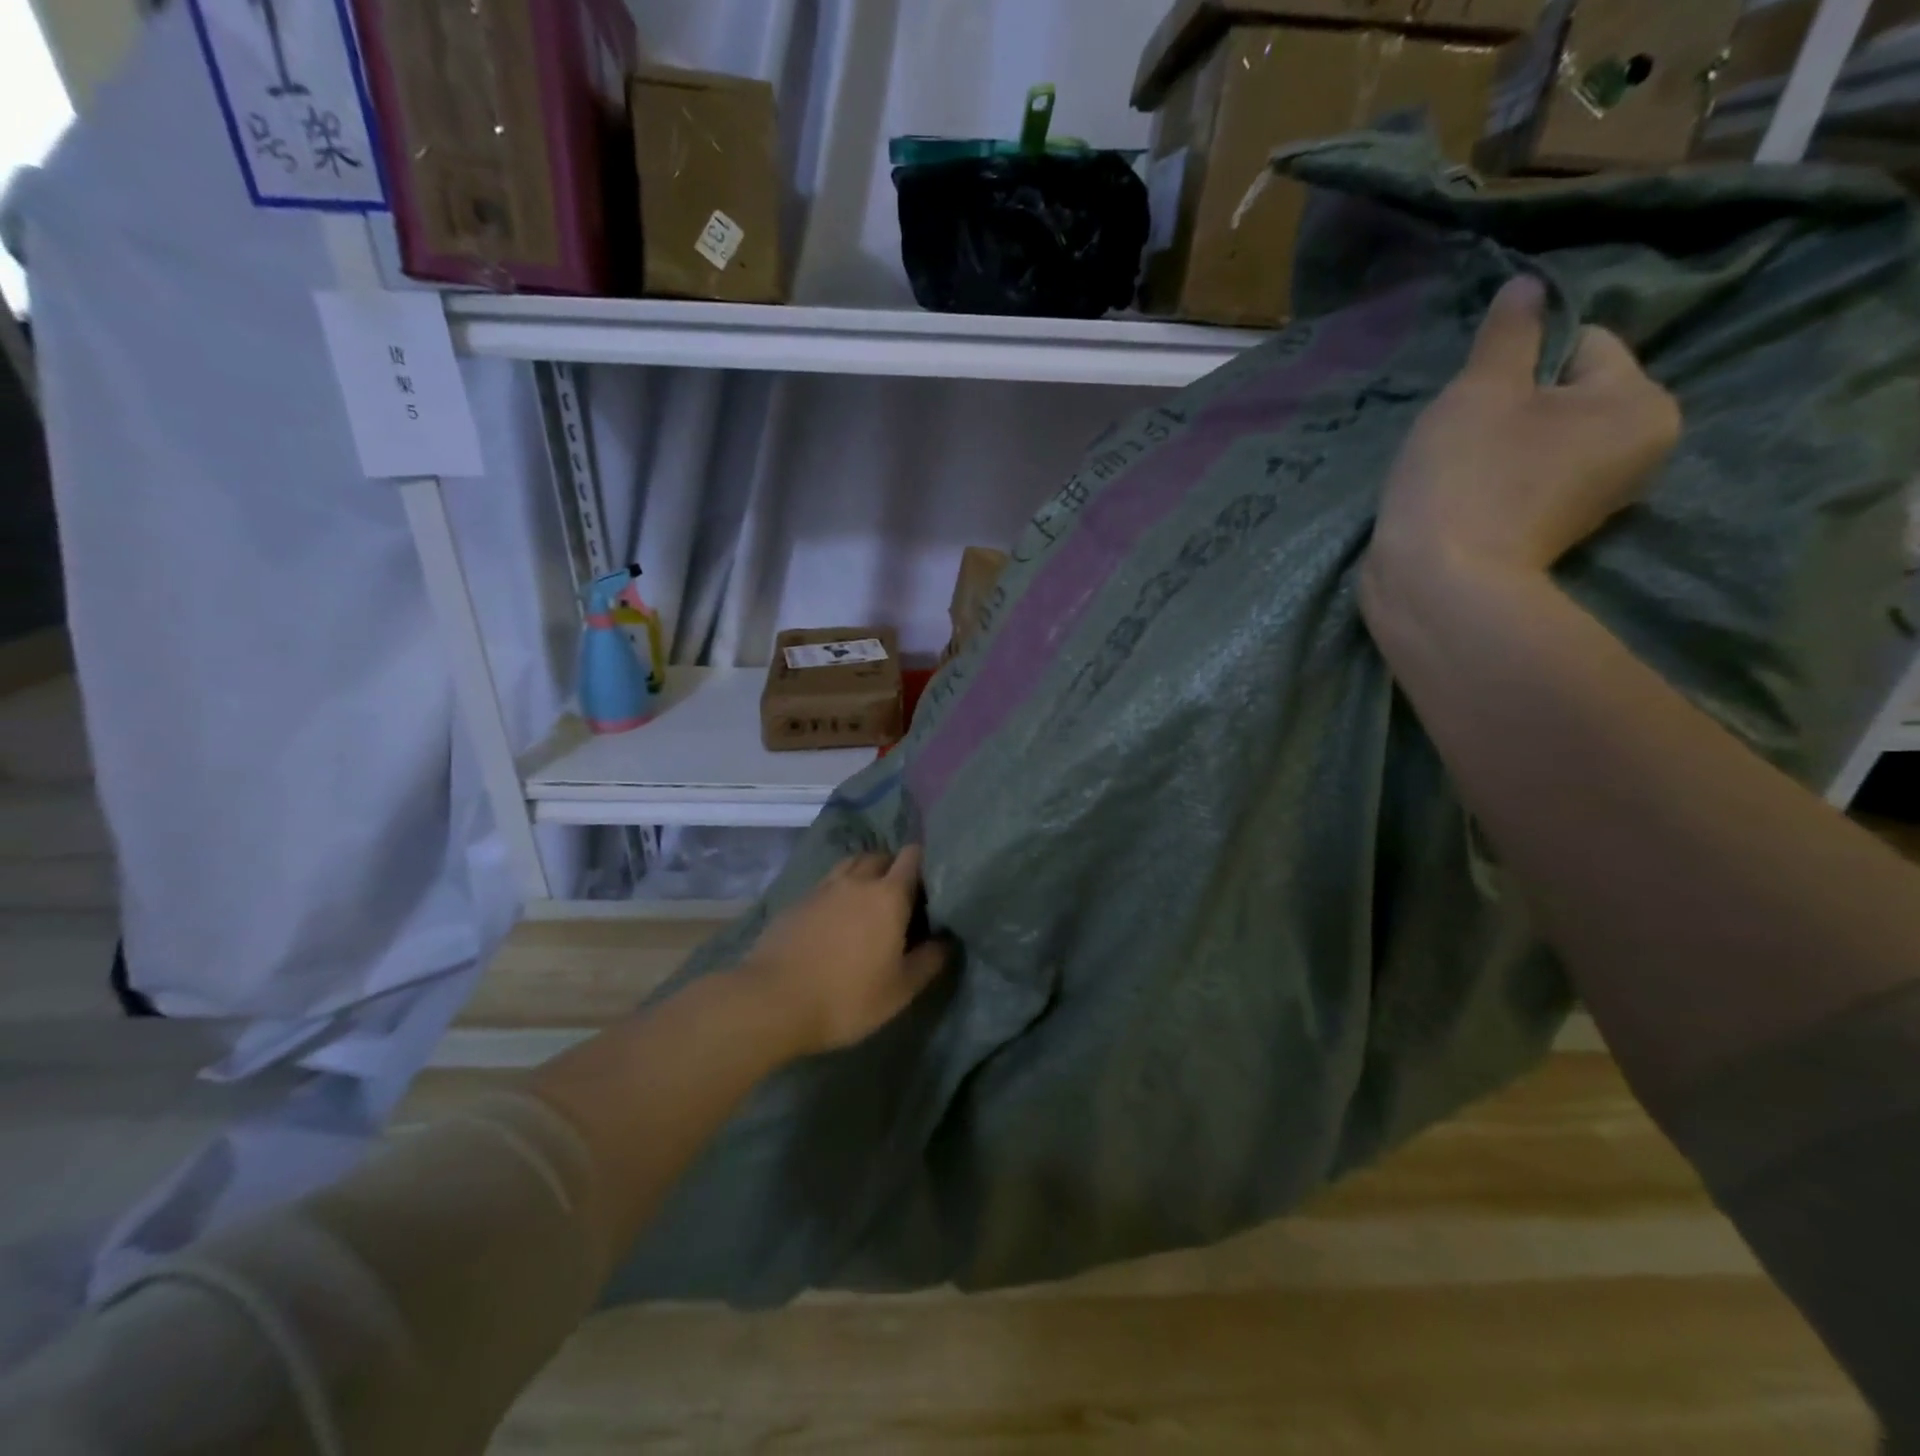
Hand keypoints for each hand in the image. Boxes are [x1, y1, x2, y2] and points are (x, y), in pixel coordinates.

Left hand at [736, 847, 950, 1057]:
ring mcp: (823, 888)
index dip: (927, 863)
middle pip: (882, 856)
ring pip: (851, 865)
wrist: (771, 1001)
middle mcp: (857, 881)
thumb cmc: (846, 997)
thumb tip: (947, 938)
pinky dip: (839, 889)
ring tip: (870, 901)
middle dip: (895, 868)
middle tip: (903, 897)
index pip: (914, 857)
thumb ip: (929, 960)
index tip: (934, 884)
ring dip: (865, 873)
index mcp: (888, 895)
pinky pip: (827, 883)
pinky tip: (837, 916)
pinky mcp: (797, 901)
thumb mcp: (900, 990)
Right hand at [1365, 275, 1680, 598]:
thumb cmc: (1466, 477)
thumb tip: (1528, 286)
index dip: (1519, 360)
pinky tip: (1461, 497)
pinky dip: (1493, 480)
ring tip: (1455, 471)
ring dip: (1495, 444)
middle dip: (1509, 406)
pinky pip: (1525, 480)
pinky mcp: (1551, 533)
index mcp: (1639, 403)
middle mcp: (1637, 449)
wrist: (1438, 586)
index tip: (1475, 396)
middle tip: (1461, 435)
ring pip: (1539, 439)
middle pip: (1564, 395)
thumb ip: (1508, 334)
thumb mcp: (1480, 391)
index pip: (1584, 344)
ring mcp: (1594, 499)